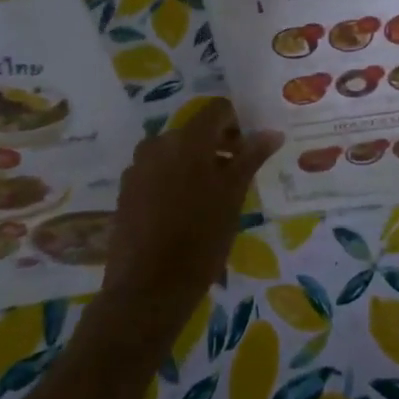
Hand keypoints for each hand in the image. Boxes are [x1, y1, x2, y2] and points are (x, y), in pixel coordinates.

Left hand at [103, 100, 281, 316]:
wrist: (148, 288)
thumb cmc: (201, 238)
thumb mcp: (234, 195)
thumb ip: (251, 157)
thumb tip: (272, 132)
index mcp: (188, 140)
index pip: (217, 110)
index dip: (237, 123)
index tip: (250, 148)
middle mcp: (159, 144)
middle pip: (195, 131)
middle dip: (218, 146)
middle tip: (236, 175)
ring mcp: (138, 168)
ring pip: (175, 152)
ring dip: (195, 163)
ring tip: (211, 196)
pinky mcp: (126, 191)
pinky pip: (156, 172)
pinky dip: (174, 179)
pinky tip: (184, 211)